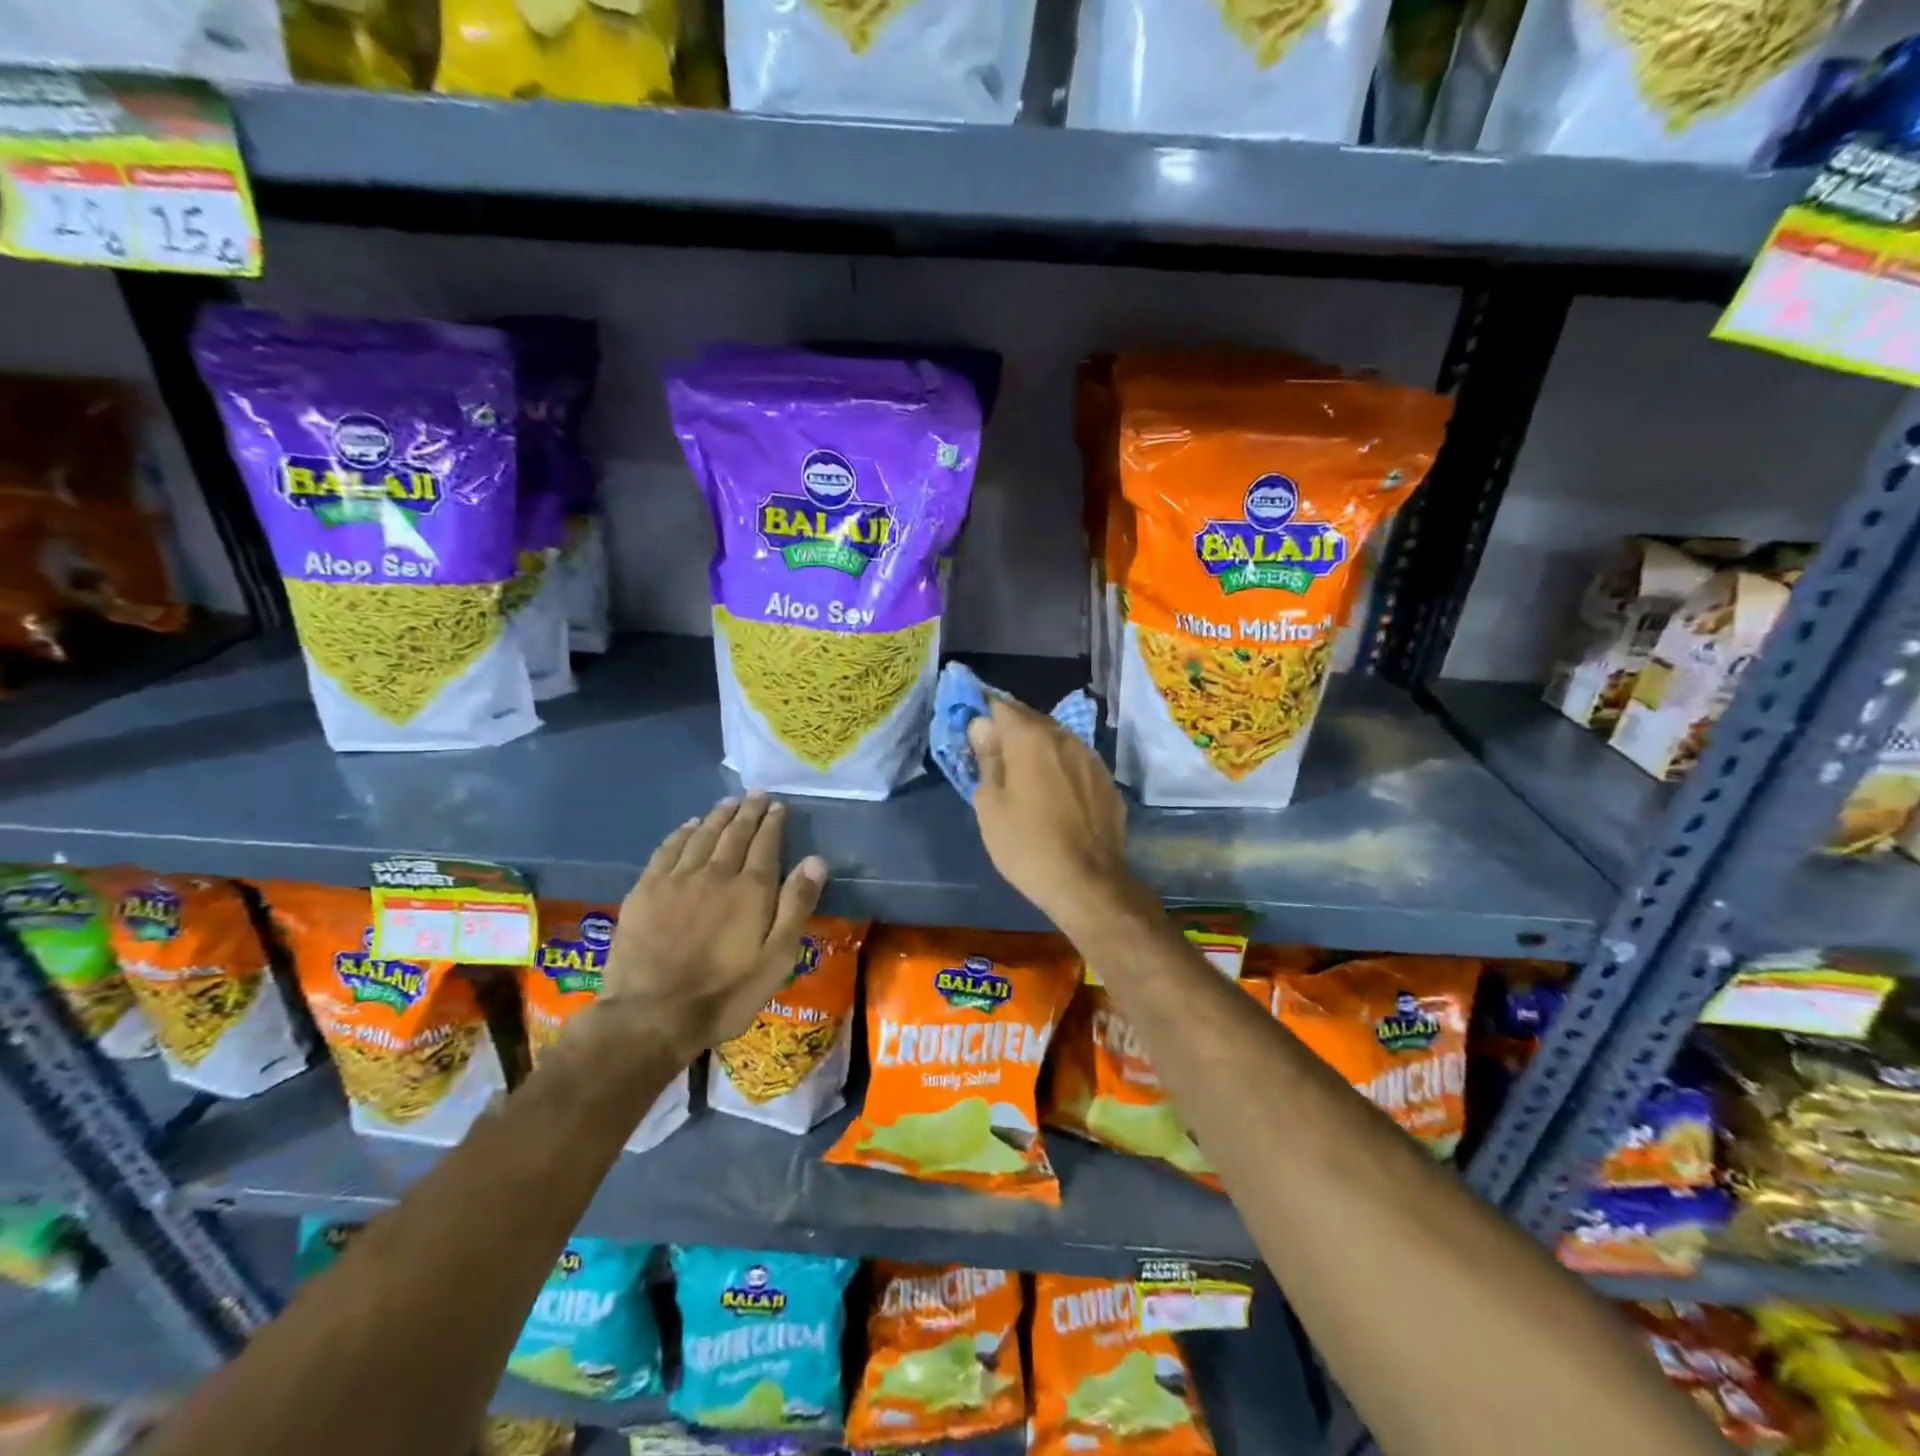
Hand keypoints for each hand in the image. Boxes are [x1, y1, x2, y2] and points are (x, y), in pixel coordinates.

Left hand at [601, 792, 827, 1063]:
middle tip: (756, 794)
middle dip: (748, 811)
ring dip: (717, 816)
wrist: (652, 1014)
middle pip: (734, 833)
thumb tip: (815, 860)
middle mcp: (716, 873)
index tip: (778, 805)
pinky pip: (668, 849)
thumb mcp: (777, 958)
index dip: (773, 822)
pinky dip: (681, 833)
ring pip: (702, 835)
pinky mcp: (646, 890)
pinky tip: (688, 826)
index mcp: (751, 889)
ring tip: (729, 802)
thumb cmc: (726, 993)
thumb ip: (796, 906)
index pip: (766, 844)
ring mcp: (677, 879)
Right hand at [968, 698, 1139, 932]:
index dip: (983, 716)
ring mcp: (1091, 759)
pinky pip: (1076, 763)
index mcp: (1031, 738)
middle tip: (994, 757)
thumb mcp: (990, 806)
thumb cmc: (1027, 845)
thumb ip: (987, 759)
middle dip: (1010, 731)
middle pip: (1031, 720)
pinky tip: (1054, 794)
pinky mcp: (1107, 782)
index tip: (973, 735)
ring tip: (1024, 776)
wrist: (1088, 883)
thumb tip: (982, 727)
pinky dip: (1061, 769)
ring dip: (1038, 749)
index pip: (1001, 707)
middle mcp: (1065, 737)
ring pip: (1057, 740)